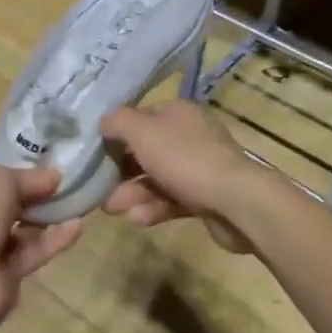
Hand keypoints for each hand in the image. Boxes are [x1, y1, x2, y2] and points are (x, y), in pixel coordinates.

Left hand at [0, 163, 85, 332]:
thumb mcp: (0, 182)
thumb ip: (29, 178)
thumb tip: (55, 176)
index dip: (21, 169)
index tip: (52, 165)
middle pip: (12, 200)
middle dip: (38, 192)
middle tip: (70, 183)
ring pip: (25, 226)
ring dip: (49, 215)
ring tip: (79, 201)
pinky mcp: (9, 272)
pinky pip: (35, 250)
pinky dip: (55, 239)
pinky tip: (79, 225)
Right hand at [98, 101, 259, 252]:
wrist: (237, 202)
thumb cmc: (185, 159)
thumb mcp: (142, 132)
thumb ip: (117, 122)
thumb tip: (103, 123)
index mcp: (177, 113)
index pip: (139, 117)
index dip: (116, 133)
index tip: (95, 152)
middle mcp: (188, 136)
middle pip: (145, 151)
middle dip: (120, 171)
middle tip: (99, 189)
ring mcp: (198, 168)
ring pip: (155, 178)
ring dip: (132, 193)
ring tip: (113, 210)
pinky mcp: (204, 197)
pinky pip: (171, 200)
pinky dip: (153, 208)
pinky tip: (138, 220)